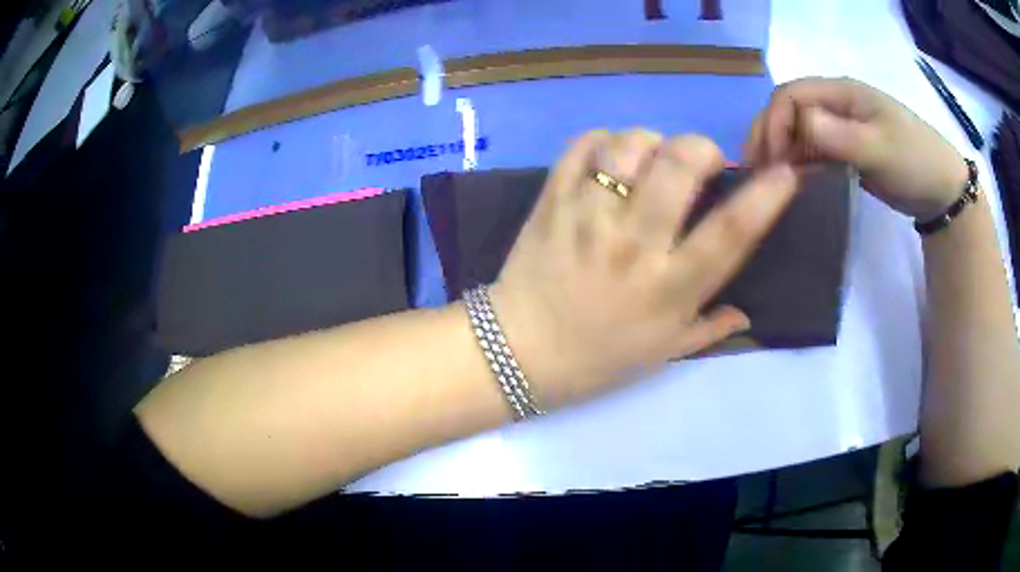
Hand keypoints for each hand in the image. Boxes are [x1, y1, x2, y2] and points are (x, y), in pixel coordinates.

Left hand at [489, 130, 799, 408]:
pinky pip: (581, 146)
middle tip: (701, 162)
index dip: (766, 196)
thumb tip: (747, 312)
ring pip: (629, 146)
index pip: (731, 232)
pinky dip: (603, 140)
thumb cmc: (599, 358)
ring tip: (651, 159)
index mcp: (670, 287)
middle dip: (702, 148)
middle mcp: (634, 244)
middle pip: (679, 165)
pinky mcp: (552, 201)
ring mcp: (589, 216)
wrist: (519, 352)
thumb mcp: (665, 352)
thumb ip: (711, 329)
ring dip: (652, 141)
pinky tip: (610, 158)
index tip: (784, 173)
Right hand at [744, 77, 968, 220]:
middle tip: (759, 172)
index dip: (774, 122)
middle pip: (789, 109)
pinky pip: (814, 149)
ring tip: (772, 180)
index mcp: (842, 92)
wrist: (942, 191)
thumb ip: (839, 135)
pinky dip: (800, 162)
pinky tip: (795, 180)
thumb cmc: (915, 162)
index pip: (792, 95)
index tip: (769, 160)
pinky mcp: (847, 148)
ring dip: (782, 151)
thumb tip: (795, 124)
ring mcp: (842, 126)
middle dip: (770, 135)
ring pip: (799, 130)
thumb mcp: (879, 149)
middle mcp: (836, 103)